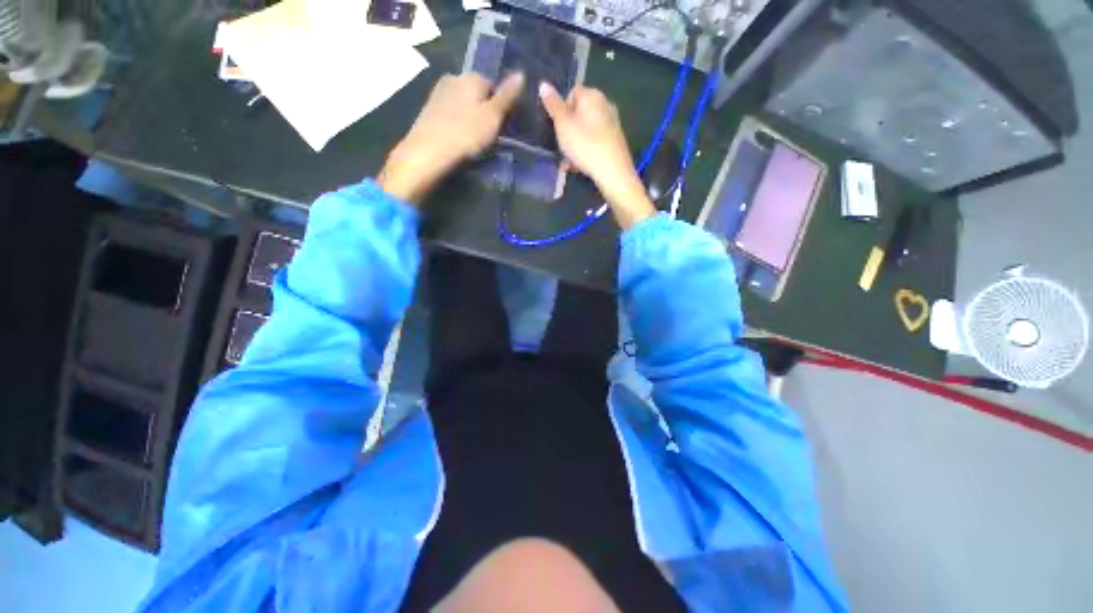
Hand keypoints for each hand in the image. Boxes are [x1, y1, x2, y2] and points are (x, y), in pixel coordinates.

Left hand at [378, 72, 523, 203]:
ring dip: (471, 117)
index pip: (494, 86)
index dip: (500, 107)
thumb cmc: (465, 135)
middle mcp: (454, 77)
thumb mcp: (493, 117)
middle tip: (489, 135)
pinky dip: (457, 122)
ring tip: (473, 139)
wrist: (428, 152)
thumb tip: (521, 73)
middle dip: (485, 110)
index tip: (501, 127)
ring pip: (464, 102)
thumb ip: (507, 96)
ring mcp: (439, 92)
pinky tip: (458, 138)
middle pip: (478, 93)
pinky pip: (451, 112)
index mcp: (472, 77)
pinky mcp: (429, 108)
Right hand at [539, 82, 654, 228]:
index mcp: (592, 96)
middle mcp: (605, 105)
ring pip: (586, 131)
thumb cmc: (585, 145)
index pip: (572, 93)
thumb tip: (544, 84)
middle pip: (579, 114)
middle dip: (567, 131)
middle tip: (560, 148)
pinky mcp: (615, 141)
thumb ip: (553, 105)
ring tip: (567, 163)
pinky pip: (594, 142)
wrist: (612, 172)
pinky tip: (579, 166)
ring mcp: (612, 124)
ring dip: (574, 145)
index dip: (561, 109)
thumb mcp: (563, 125)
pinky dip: (585, 151)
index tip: (556, 127)